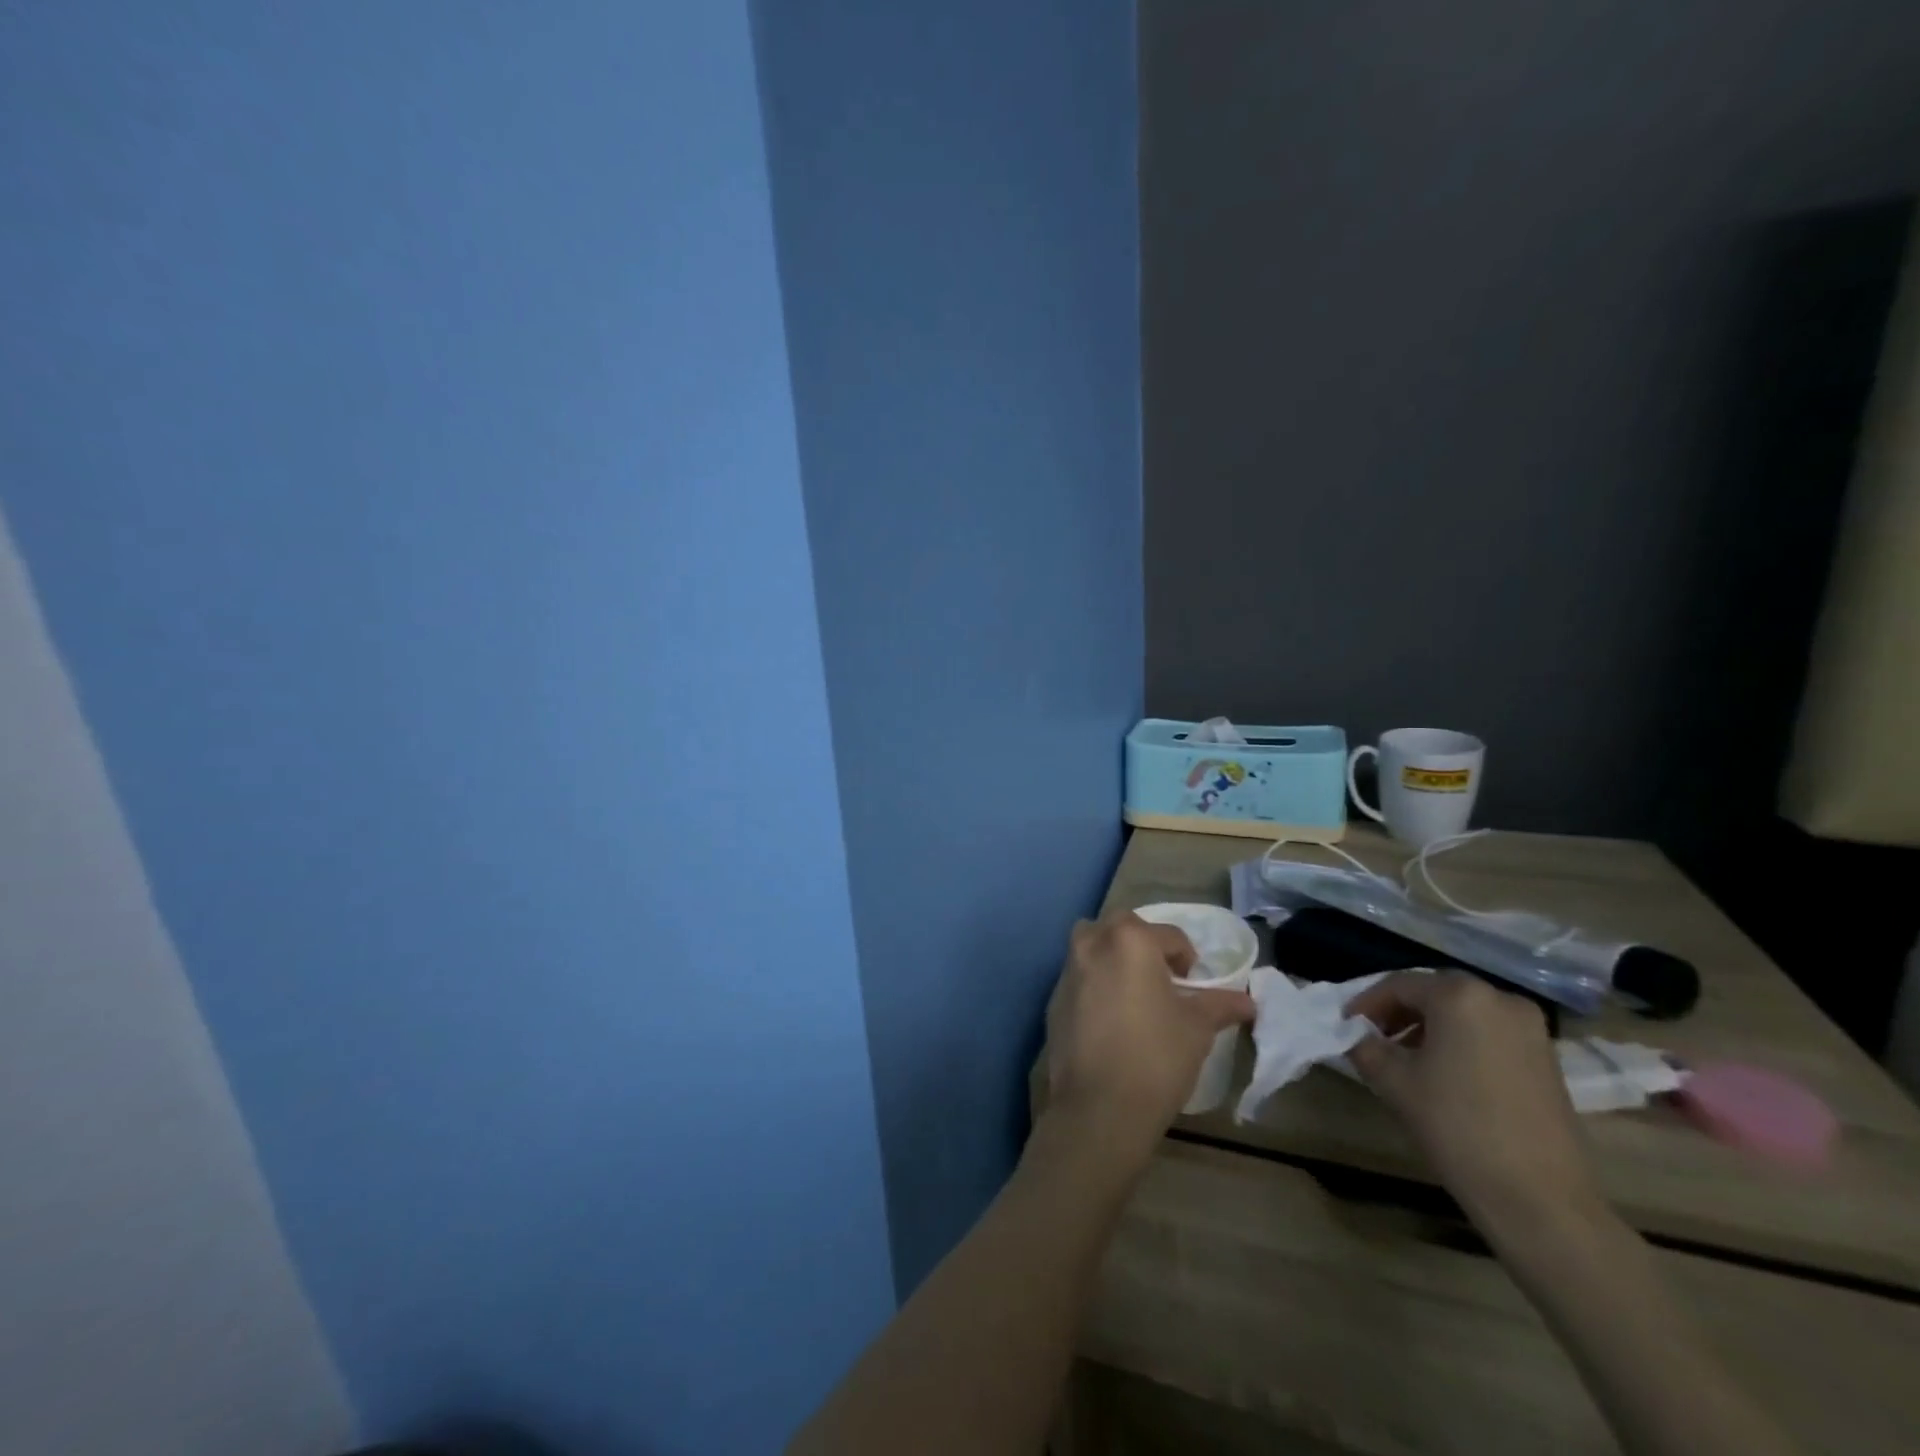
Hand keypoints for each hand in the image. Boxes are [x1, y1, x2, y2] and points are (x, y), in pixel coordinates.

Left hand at [1045, 914, 1255, 1148]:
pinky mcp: (1053, 1000)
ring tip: (1134, 992)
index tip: (1193, 983)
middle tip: (1162, 977)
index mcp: (1130, 940)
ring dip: (1113, 956)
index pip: (1168, 935)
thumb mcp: (1197, 1028)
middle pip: (1122, 926)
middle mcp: (1093, 944)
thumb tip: (1247, 1001)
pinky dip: (1094, 983)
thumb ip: (1220, 1005)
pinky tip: (1110, 1018)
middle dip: (1144, 943)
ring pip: (1091, 945)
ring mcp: (1067, 971)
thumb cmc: (1156, 1057)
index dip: (1187, 957)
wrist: (1099, 1107)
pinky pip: (1078, 977)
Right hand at [1346, 972, 1604, 1234]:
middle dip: (1399, 1012)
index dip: (1366, 1003)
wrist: (1540, 1199)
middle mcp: (1500, 999)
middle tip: (1373, 1038)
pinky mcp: (1547, 1058)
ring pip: (1464, 1013)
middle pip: (1434, 993)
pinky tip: (1445, 1073)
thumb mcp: (1392, 1081)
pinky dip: (1460, 1041)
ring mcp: (1531, 1029)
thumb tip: (1356, 1036)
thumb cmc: (1457, 1127)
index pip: (1398, 985)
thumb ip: (1364, 1046)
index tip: (1346, 1026)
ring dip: (1429, 1027)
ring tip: (1406, 1059)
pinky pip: (1489, 1033)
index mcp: (1460, 996)